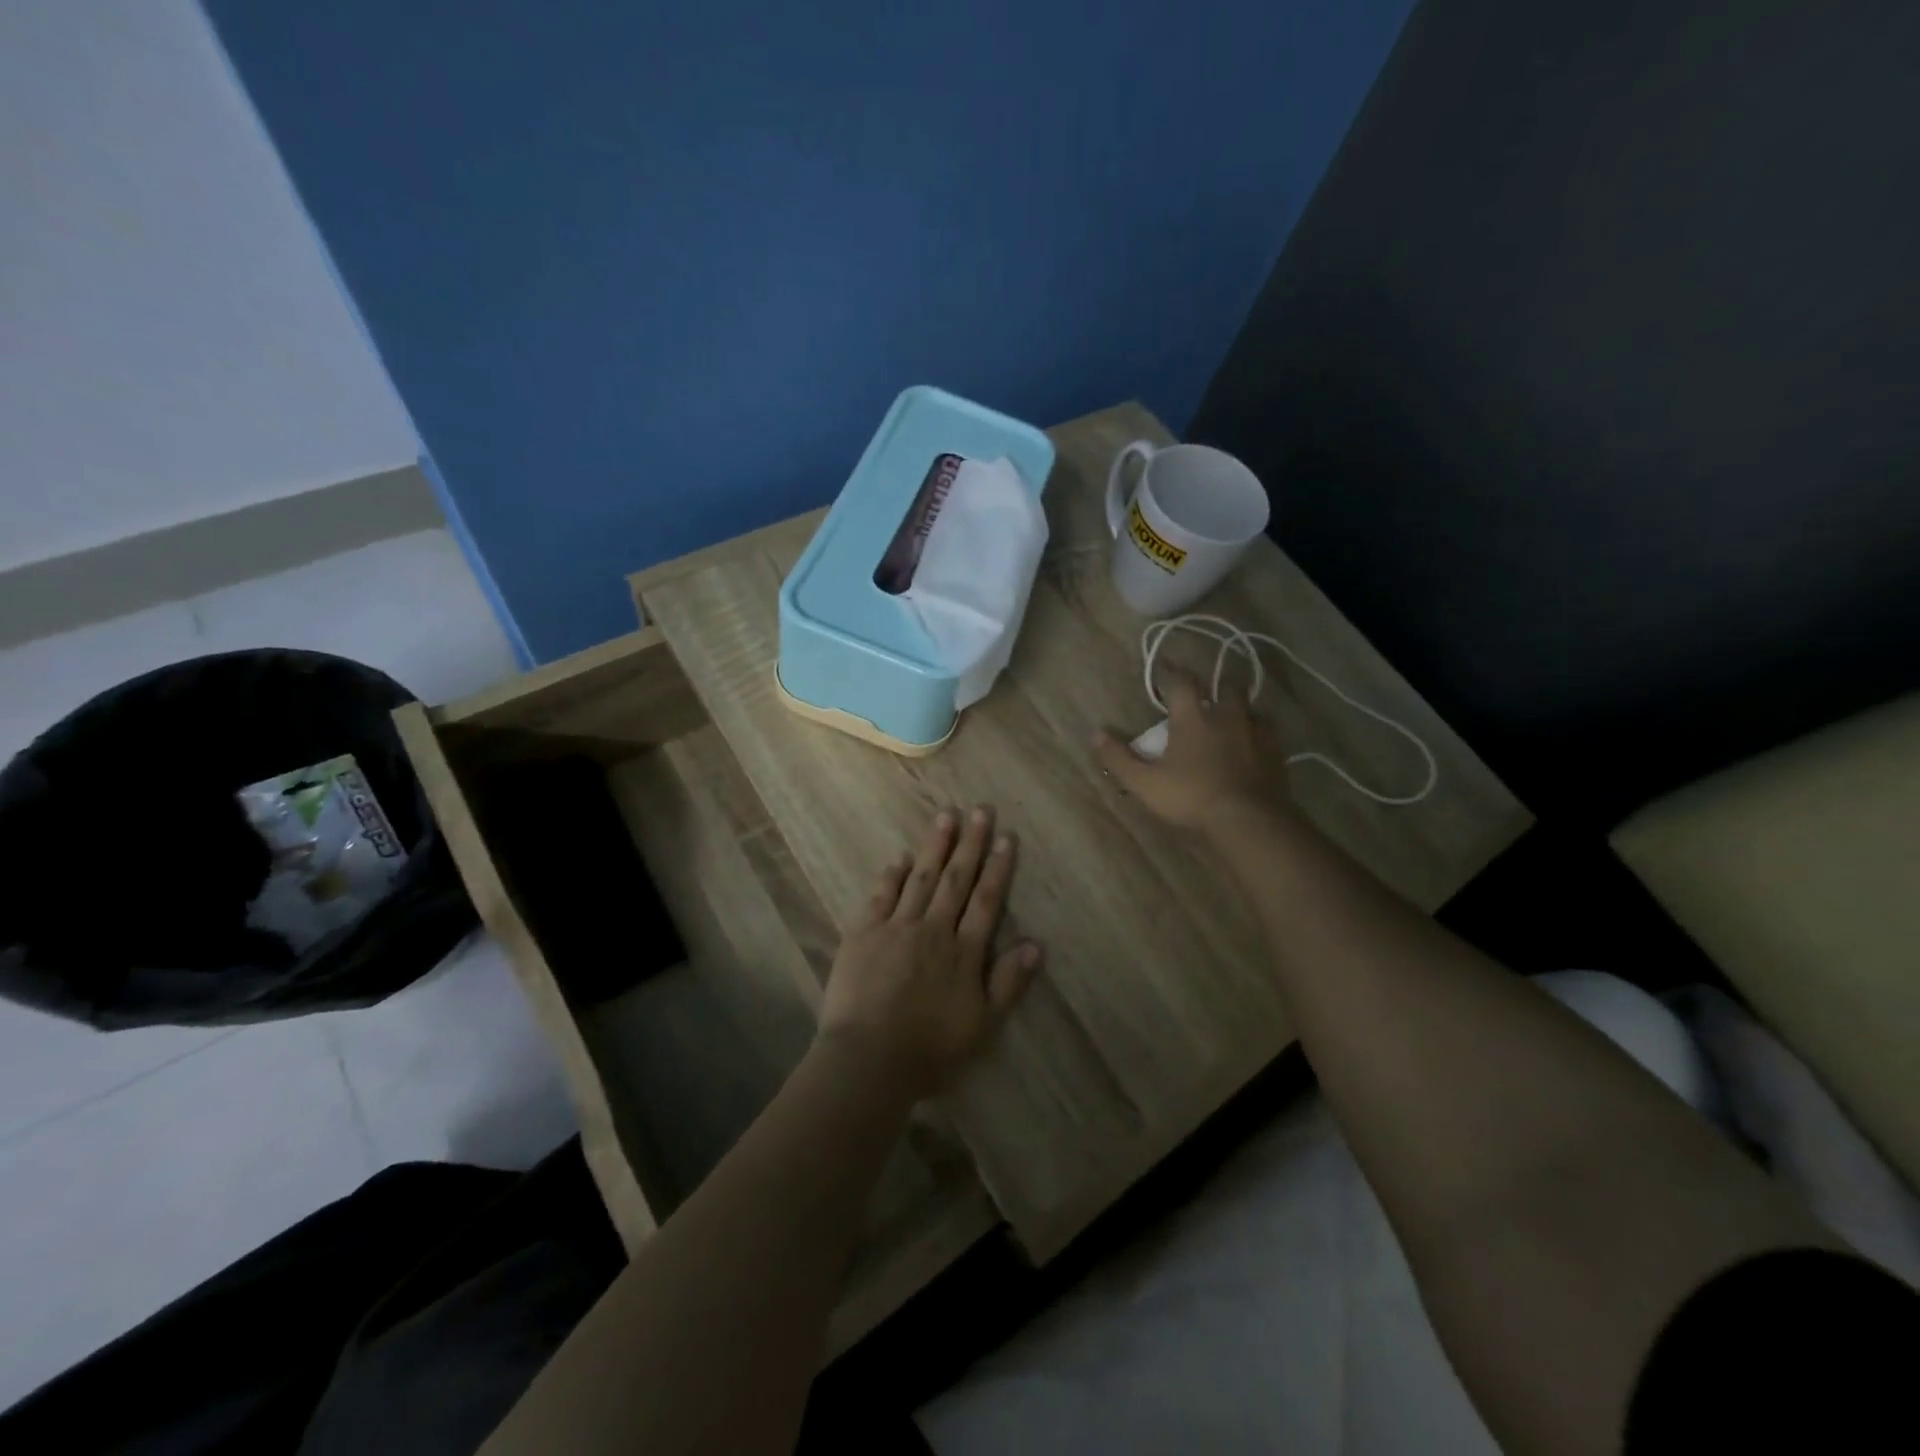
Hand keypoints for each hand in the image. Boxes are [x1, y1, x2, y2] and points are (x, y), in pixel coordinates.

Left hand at [817, 806, 1040, 1099]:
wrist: (868, 1059)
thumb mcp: (982, 1025)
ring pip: (920, 879)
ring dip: (934, 847)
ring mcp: (896, 928)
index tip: (1005, 838)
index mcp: (963, 952)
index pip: (985, 901)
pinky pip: (881, 896)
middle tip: (980, 810)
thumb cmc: (930, 1050)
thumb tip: (1036, 944)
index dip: (997, 868)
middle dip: (970, 844)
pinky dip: (891, 875)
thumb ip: (1008, 983)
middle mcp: (933, 929)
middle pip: (955, 880)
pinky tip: (899, 857)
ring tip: (946, 816)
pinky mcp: (863, 933)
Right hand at [1091, 671, 1290, 833]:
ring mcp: (1256, 733)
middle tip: (1207, 693)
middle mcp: (1226, 716)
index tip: (1165, 668)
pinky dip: (1259, 734)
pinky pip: (1268, 734)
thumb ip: (1119, 758)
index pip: (1181, 683)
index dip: (1171, 673)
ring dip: (1240, 709)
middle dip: (1216, 686)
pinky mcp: (1276, 753)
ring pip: (1251, 709)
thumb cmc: (1192, 796)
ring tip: (1232, 719)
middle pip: (1226, 687)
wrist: (1248, 819)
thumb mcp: (1145, 782)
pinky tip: (1253, 746)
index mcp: (1193, 718)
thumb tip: (1096, 734)